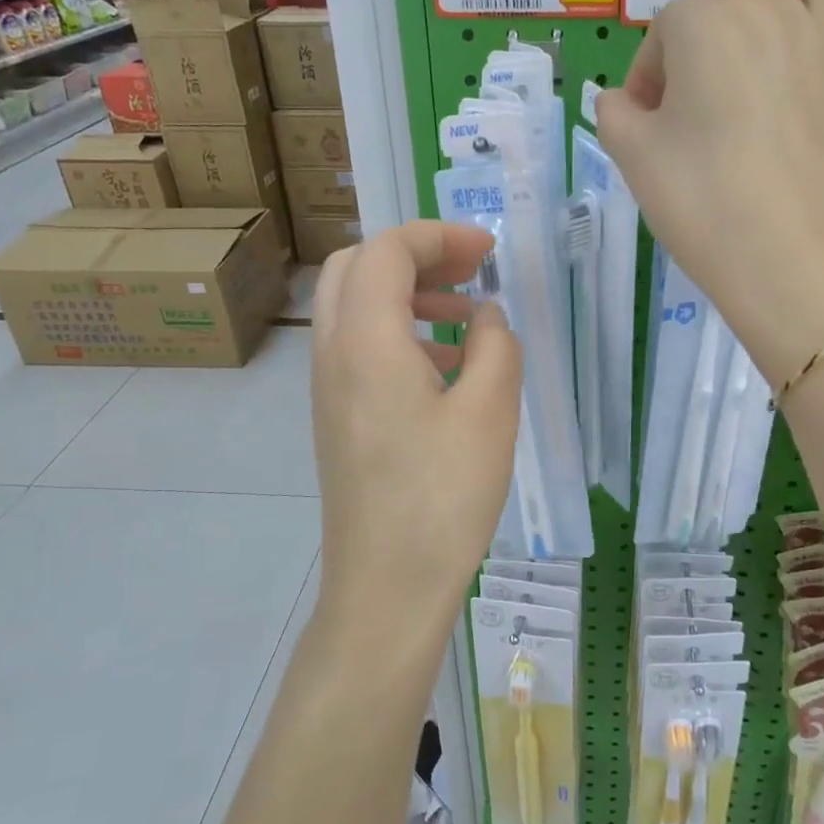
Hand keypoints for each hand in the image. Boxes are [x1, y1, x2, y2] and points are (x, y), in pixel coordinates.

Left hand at [310, 221, 521, 641]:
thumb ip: (495, 346)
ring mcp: (327, 388)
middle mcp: (333, 353)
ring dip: (406, 293)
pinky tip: (446, 367)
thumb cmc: (442, 498)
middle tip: (469, 270)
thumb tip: (485, 317)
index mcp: (366, 341)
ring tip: (466, 316)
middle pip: (356, 267)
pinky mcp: (336, 417)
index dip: (438, 236)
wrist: (386, 587)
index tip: (488, 251)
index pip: (387, 251)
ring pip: (354, 307)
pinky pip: (358, 347)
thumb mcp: (490, 413)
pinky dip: (398, 332)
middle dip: (415, 255)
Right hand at [596, 0, 823, 387]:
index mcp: (708, 28)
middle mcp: (774, 14)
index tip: (642, 114)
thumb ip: (615, 115)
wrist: (789, 260)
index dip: (648, 66)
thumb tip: (622, 101)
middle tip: (700, 30)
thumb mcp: (633, 159)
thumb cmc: (702, 206)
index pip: (667, 26)